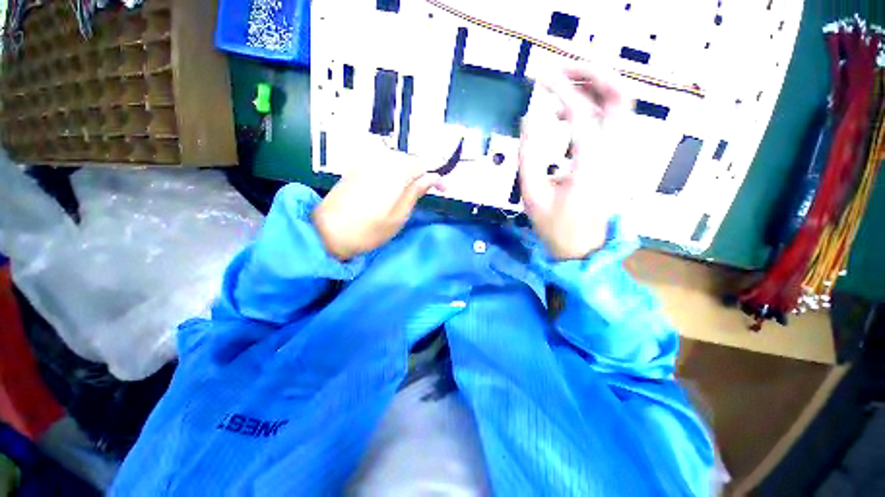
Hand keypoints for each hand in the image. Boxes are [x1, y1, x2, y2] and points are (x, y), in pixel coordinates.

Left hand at [313, 147, 440, 260]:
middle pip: (409, 160)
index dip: (436, 175)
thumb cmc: (368, 231)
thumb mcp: (398, 216)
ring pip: (396, 161)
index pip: (422, 165)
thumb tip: (432, 178)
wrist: (326, 232)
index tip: (445, 189)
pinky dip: (394, 172)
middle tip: (431, 191)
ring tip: (414, 190)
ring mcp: (365, 162)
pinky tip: (394, 185)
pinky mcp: (356, 168)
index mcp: (393, 173)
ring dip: (409, 172)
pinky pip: (382, 163)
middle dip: (423, 173)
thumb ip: (416, 193)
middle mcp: (379, 161)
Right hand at [519, 65, 629, 259]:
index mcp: (591, 165)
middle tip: (562, 69)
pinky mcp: (617, 158)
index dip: (560, 90)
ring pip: (621, 105)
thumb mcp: (531, 194)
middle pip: (619, 96)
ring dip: (594, 87)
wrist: (582, 248)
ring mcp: (621, 155)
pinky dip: (594, 106)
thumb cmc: (554, 226)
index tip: (539, 79)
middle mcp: (615, 153)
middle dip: (593, 73)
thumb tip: (530, 117)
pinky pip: (613, 120)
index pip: (581, 113)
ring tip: (561, 89)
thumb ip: (528, 154)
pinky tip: (568, 115)